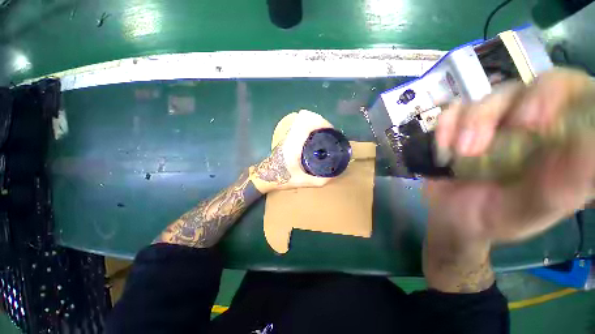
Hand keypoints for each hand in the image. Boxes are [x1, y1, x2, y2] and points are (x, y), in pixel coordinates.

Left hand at [250, 110, 333, 193]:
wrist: (266, 176)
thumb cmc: (282, 179)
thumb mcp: (303, 182)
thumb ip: (321, 180)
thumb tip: (336, 174)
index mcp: (294, 145)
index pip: (307, 123)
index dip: (321, 122)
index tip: (331, 131)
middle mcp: (290, 136)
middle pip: (305, 116)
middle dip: (320, 120)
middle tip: (329, 132)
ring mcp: (287, 135)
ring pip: (301, 118)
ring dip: (314, 122)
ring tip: (323, 133)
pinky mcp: (287, 136)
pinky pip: (299, 124)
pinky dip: (309, 125)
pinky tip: (314, 136)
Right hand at [427, 68, 594, 241]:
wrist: (451, 217)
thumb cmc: (494, 219)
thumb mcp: (531, 210)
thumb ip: (564, 186)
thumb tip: (593, 148)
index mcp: (562, 144)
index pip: (575, 95)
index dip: (557, 96)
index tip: (533, 124)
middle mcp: (535, 126)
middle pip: (533, 86)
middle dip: (508, 108)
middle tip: (488, 138)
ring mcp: (497, 123)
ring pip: (493, 97)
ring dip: (472, 123)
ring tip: (459, 155)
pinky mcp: (463, 126)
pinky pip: (455, 111)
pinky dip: (446, 126)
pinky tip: (444, 149)